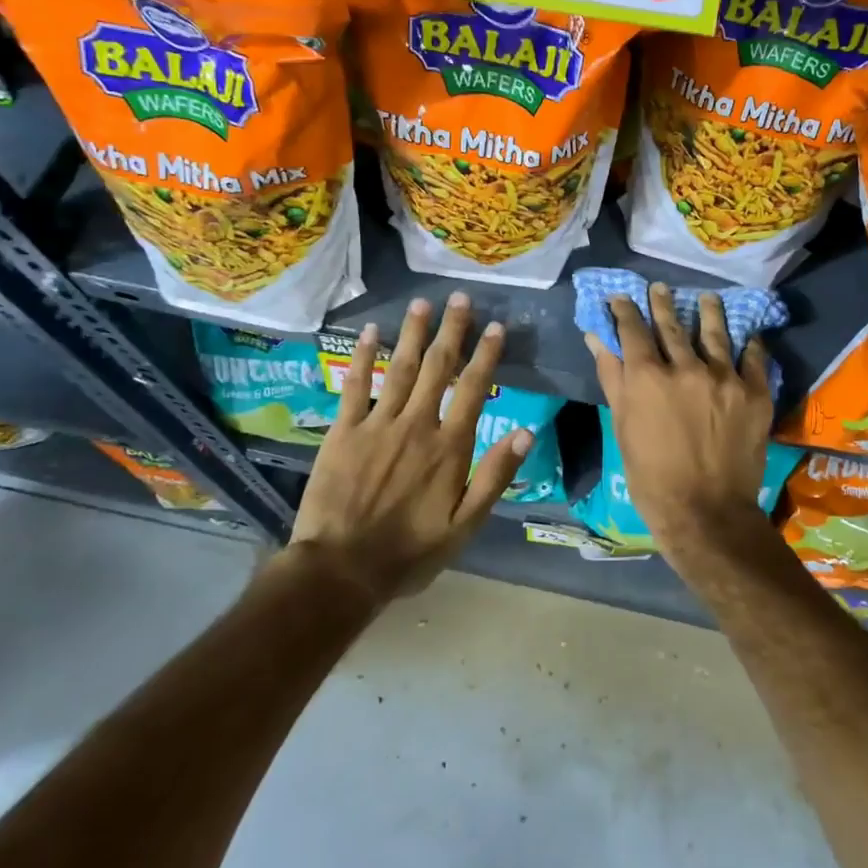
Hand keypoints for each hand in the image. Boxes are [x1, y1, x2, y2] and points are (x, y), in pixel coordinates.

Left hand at [290, 294, 531, 604]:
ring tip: (422, 303)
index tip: (494, 326)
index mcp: (449, 447)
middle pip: (438, 368)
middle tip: (459, 298)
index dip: (485, 355)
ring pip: (400, 368)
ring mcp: (377, 424)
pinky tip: (371, 332)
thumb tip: (526, 432)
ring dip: (413, 334)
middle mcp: (416, 425)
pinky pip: (355, 386)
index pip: (473, 389)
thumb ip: (494, 476)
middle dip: (451, 330)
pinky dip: (363, 357)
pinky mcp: (343, 431)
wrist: (342, 569)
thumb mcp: (465, 525)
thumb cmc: (410, 552)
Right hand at [585, 284, 776, 559]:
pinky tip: (748, 334)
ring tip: (706, 299)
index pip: (633, 330)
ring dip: (709, 312)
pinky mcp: (754, 393)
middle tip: (659, 288)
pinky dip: (750, 344)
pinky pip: (754, 358)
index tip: (621, 298)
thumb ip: (612, 376)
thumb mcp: (622, 426)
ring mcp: (724, 377)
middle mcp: (686, 367)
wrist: (705, 512)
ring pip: (715, 333)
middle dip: (662, 303)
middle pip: (672, 325)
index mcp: (647, 376)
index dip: (625, 311)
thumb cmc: (650, 476)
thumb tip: (596, 337)